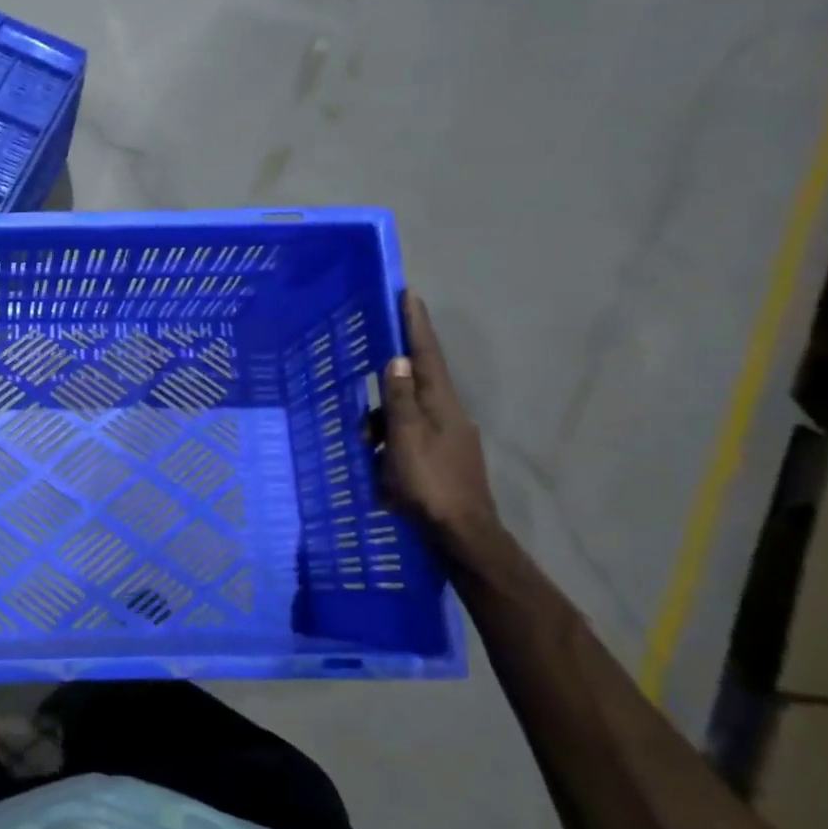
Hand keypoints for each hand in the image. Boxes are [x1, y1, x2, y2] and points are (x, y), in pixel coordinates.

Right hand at [380, 292, 500, 547]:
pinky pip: (408, 440)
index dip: (416, 326)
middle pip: (412, 389)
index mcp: (441, 405)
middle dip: (385, 395)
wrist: (462, 534)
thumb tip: (399, 359)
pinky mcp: (441, 459)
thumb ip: (399, 400)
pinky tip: (380, 469)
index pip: (427, 356)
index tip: (408, 294)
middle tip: (365, 421)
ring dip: (382, 429)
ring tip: (367, 456)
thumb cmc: (429, 483)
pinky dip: (390, 447)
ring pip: (405, 419)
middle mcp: (448, 415)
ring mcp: (448, 439)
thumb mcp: (405, 439)